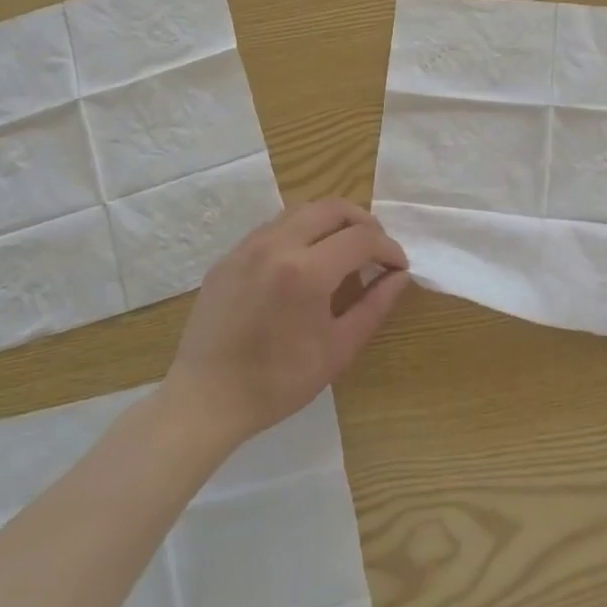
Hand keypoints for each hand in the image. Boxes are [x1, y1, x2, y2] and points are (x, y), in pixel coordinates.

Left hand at [168, 199, 410, 444]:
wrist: (206, 398)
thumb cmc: (278, 382)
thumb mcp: (338, 349)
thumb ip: (374, 306)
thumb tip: (400, 276)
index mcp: (306, 271)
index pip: (362, 238)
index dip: (388, 248)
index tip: (398, 267)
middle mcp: (276, 245)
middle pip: (332, 208)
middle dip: (363, 222)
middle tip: (376, 249)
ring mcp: (247, 247)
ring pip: (300, 211)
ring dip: (330, 222)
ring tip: (344, 250)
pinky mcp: (229, 256)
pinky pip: (272, 228)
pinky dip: (300, 232)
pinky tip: (304, 262)